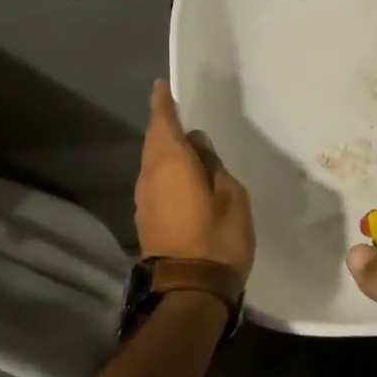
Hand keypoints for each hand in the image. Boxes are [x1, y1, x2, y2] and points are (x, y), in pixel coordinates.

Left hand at [134, 81, 254, 278]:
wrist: (191, 290)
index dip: (162, 104)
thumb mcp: (231, 194)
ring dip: (166, 152)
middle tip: (179, 115)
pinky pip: (155, 183)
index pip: (163, 123)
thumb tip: (197, 144)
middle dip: (165, 127)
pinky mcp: (146, 220)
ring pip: (153, 164)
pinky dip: (166, 173)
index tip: (161, 86)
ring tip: (187, 148)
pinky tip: (182, 178)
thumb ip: (213, 164)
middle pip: (154, 143)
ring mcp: (144, 200)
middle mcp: (150, 176)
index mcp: (171, 163)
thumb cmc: (218, 236)